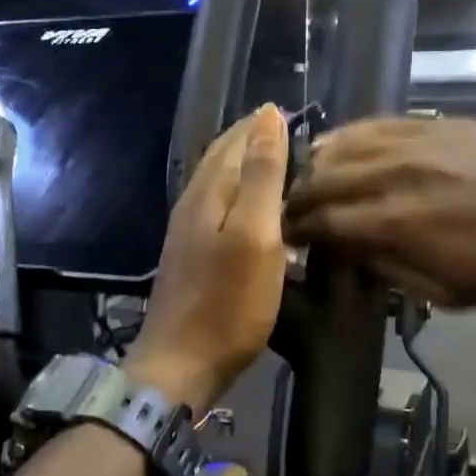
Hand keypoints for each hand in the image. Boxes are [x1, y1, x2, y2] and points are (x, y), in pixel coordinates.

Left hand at [127, 105, 289, 413]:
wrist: (181, 363)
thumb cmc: (228, 302)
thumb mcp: (256, 235)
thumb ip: (263, 176)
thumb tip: (268, 117)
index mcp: (210, 192)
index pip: (236, 140)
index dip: (263, 124)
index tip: (294, 113)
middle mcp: (194, 203)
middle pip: (223, 157)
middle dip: (253, 139)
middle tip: (290, 132)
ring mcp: (188, 230)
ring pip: (219, 181)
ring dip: (247, 166)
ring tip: (280, 164)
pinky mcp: (192, 255)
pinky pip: (219, 207)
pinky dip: (241, 195)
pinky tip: (255, 210)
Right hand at [285, 117, 475, 306]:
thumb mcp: (448, 292)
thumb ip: (389, 269)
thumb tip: (348, 253)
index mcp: (395, 222)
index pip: (324, 221)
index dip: (296, 230)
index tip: (283, 238)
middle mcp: (392, 173)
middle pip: (323, 180)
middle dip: (298, 199)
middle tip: (289, 212)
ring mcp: (412, 141)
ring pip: (342, 145)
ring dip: (316, 165)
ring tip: (307, 179)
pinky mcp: (432, 122)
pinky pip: (374, 124)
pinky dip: (348, 137)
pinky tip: (339, 144)